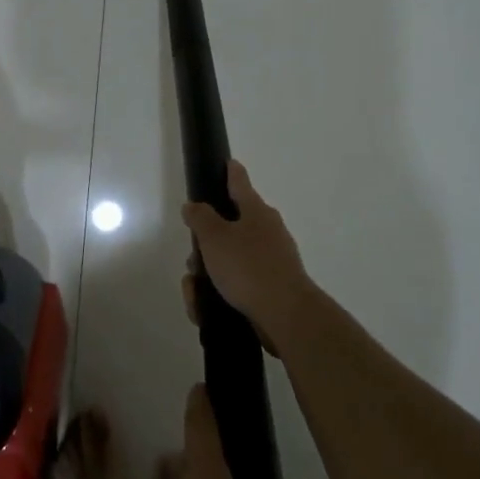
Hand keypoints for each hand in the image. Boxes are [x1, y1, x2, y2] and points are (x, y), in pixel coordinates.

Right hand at [182, 160, 316, 352]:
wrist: (285, 315)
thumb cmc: (248, 267)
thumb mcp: (215, 237)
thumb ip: (200, 218)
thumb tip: (194, 206)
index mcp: (256, 212)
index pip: (240, 183)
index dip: (231, 172)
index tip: (228, 163)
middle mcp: (267, 233)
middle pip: (229, 228)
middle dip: (205, 244)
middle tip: (194, 259)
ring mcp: (270, 262)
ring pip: (228, 260)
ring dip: (207, 273)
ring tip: (195, 290)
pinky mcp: (268, 290)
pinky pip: (235, 286)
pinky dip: (217, 294)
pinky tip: (204, 308)